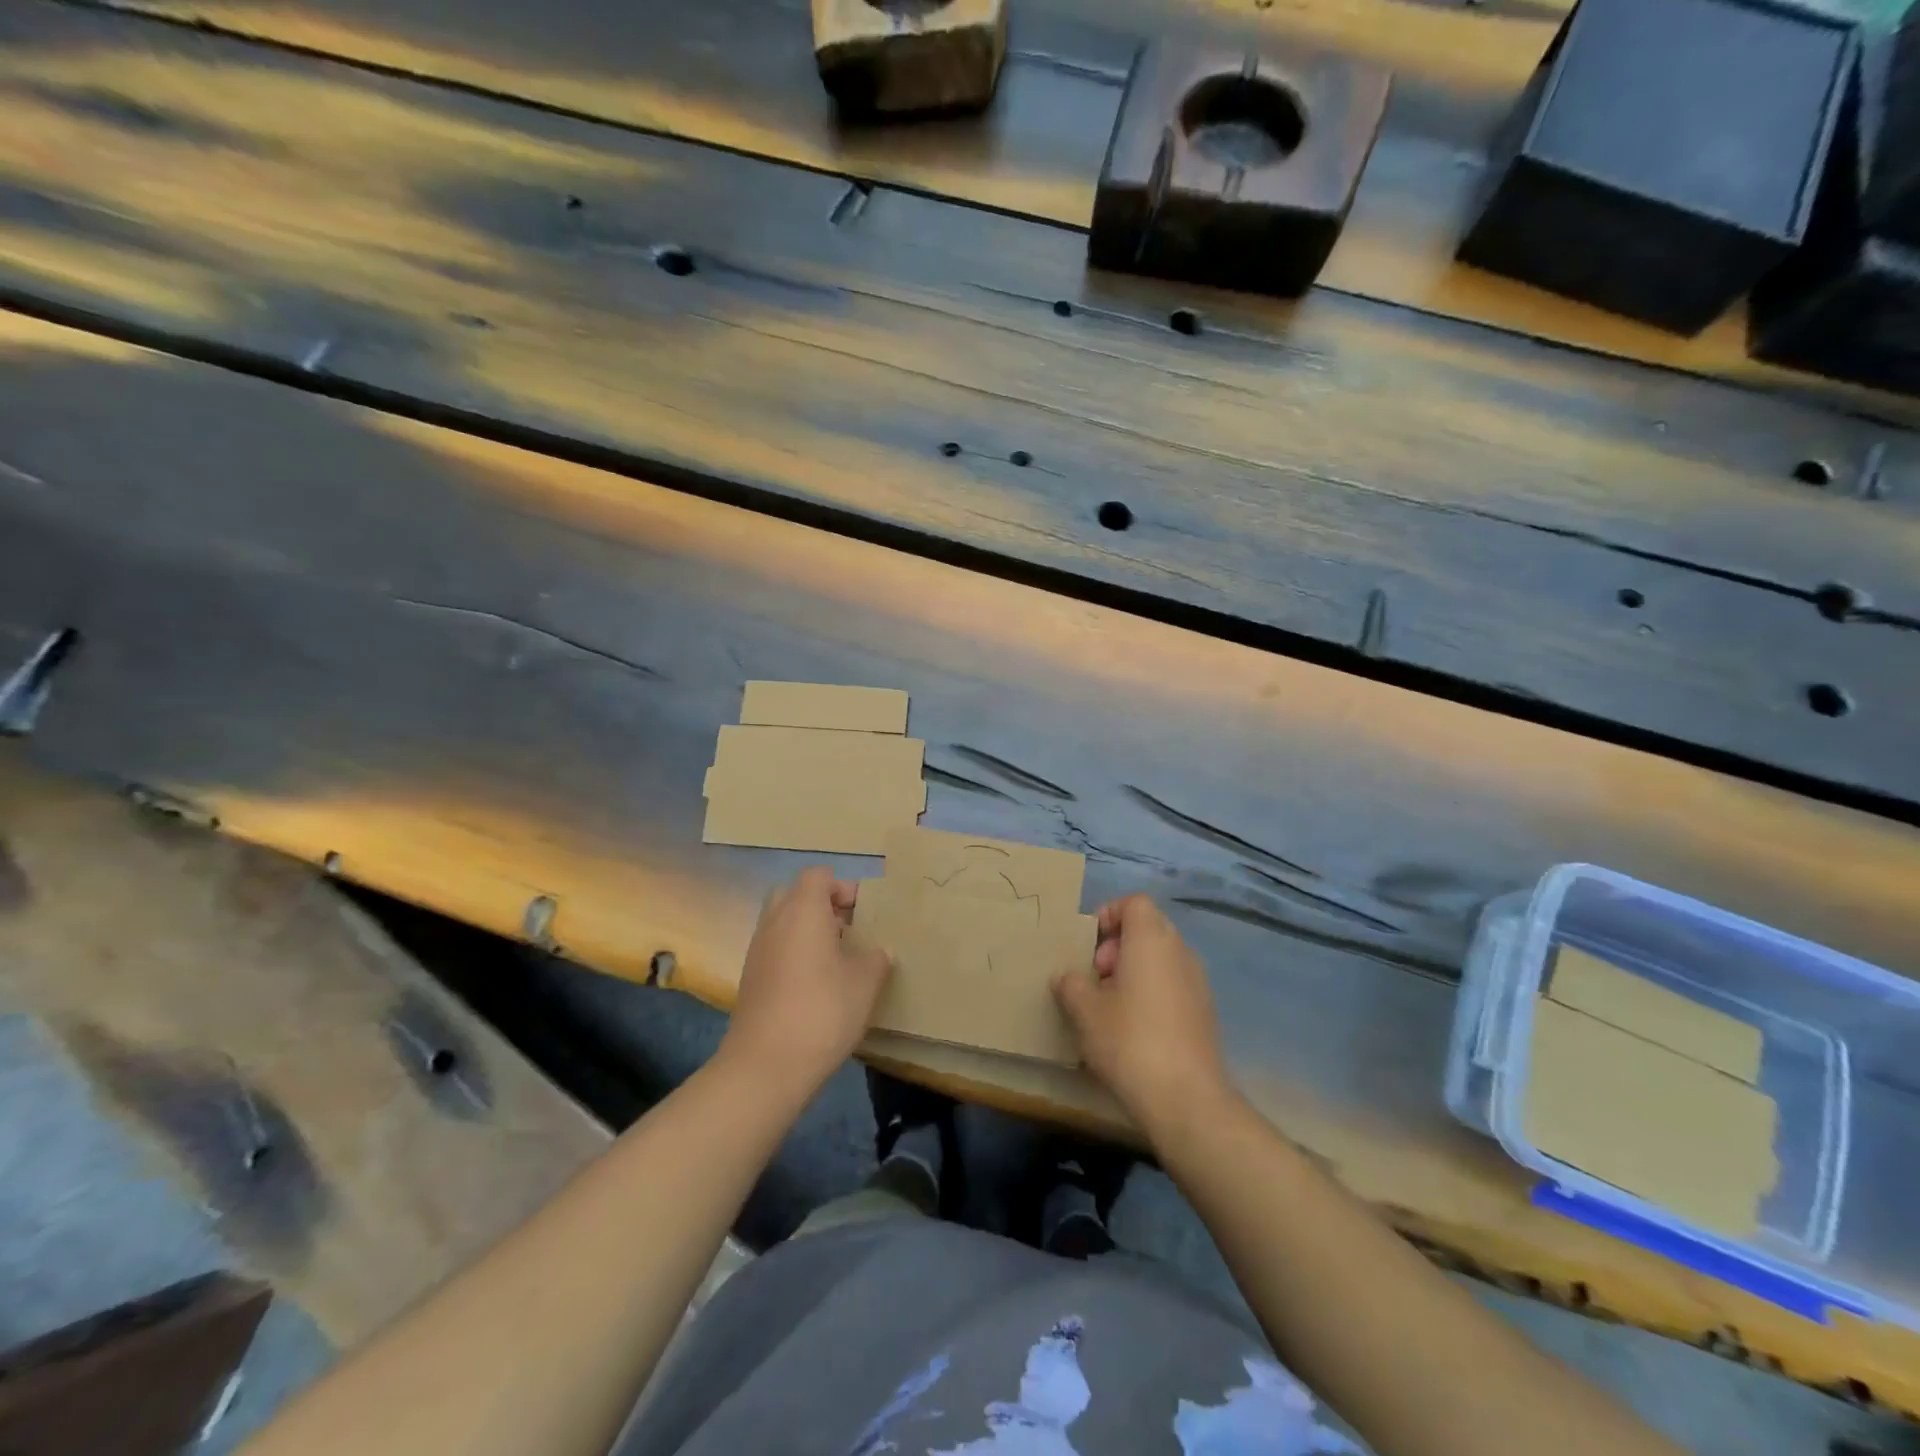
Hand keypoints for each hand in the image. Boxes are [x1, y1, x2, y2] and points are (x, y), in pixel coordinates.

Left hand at [720, 867, 893, 1101]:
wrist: (765, 1066)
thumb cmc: (822, 1011)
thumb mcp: (865, 982)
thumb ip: (876, 957)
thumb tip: (878, 950)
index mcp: (803, 910)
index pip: (818, 876)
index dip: (843, 888)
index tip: (864, 914)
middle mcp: (775, 922)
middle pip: (796, 895)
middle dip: (823, 907)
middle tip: (849, 932)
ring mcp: (757, 950)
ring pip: (784, 923)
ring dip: (809, 932)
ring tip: (837, 962)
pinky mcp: (750, 978)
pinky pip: (775, 949)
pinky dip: (794, 955)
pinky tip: (816, 986)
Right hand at [1053, 895, 1233, 1137]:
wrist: (1186, 1099)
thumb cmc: (1130, 1041)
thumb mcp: (1084, 1011)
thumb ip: (1071, 984)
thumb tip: (1068, 977)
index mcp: (1151, 939)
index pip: (1134, 903)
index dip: (1109, 914)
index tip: (1089, 944)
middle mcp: (1180, 951)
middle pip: (1148, 928)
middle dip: (1118, 945)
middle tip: (1096, 977)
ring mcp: (1197, 982)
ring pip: (1161, 958)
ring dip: (1134, 970)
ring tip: (1110, 1005)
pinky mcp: (1205, 1011)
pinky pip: (1173, 983)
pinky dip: (1152, 991)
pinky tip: (1134, 1028)